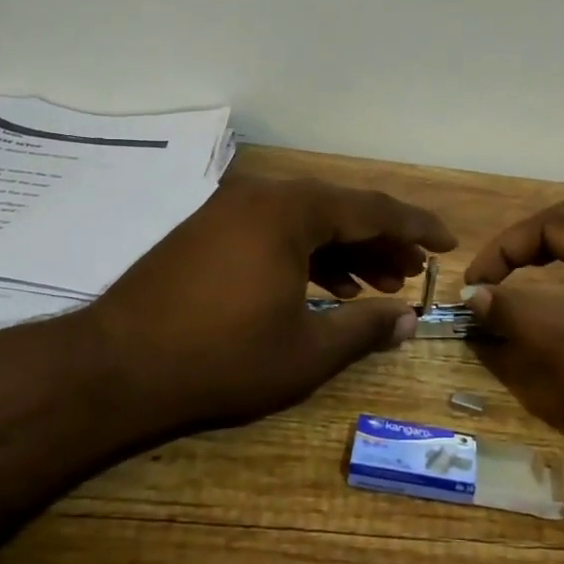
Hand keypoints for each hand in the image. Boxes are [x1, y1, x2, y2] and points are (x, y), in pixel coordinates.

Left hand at [83, 175, 455, 432]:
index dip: (416, 226)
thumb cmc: (221, 358)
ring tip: (377, 287)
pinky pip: (274, 232)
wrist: (115, 367)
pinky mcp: (208, 230)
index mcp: (291, 211)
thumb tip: (409, 321)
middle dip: (381, 242)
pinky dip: (306, 256)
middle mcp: (262, 196)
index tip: (448, 242)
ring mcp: (229, 210)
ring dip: (345, 251)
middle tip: (412, 273)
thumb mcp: (305, 352)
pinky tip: (324, 290)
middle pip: (339, 210)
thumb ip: (365, 331)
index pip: (372, 208)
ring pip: (306, 222)